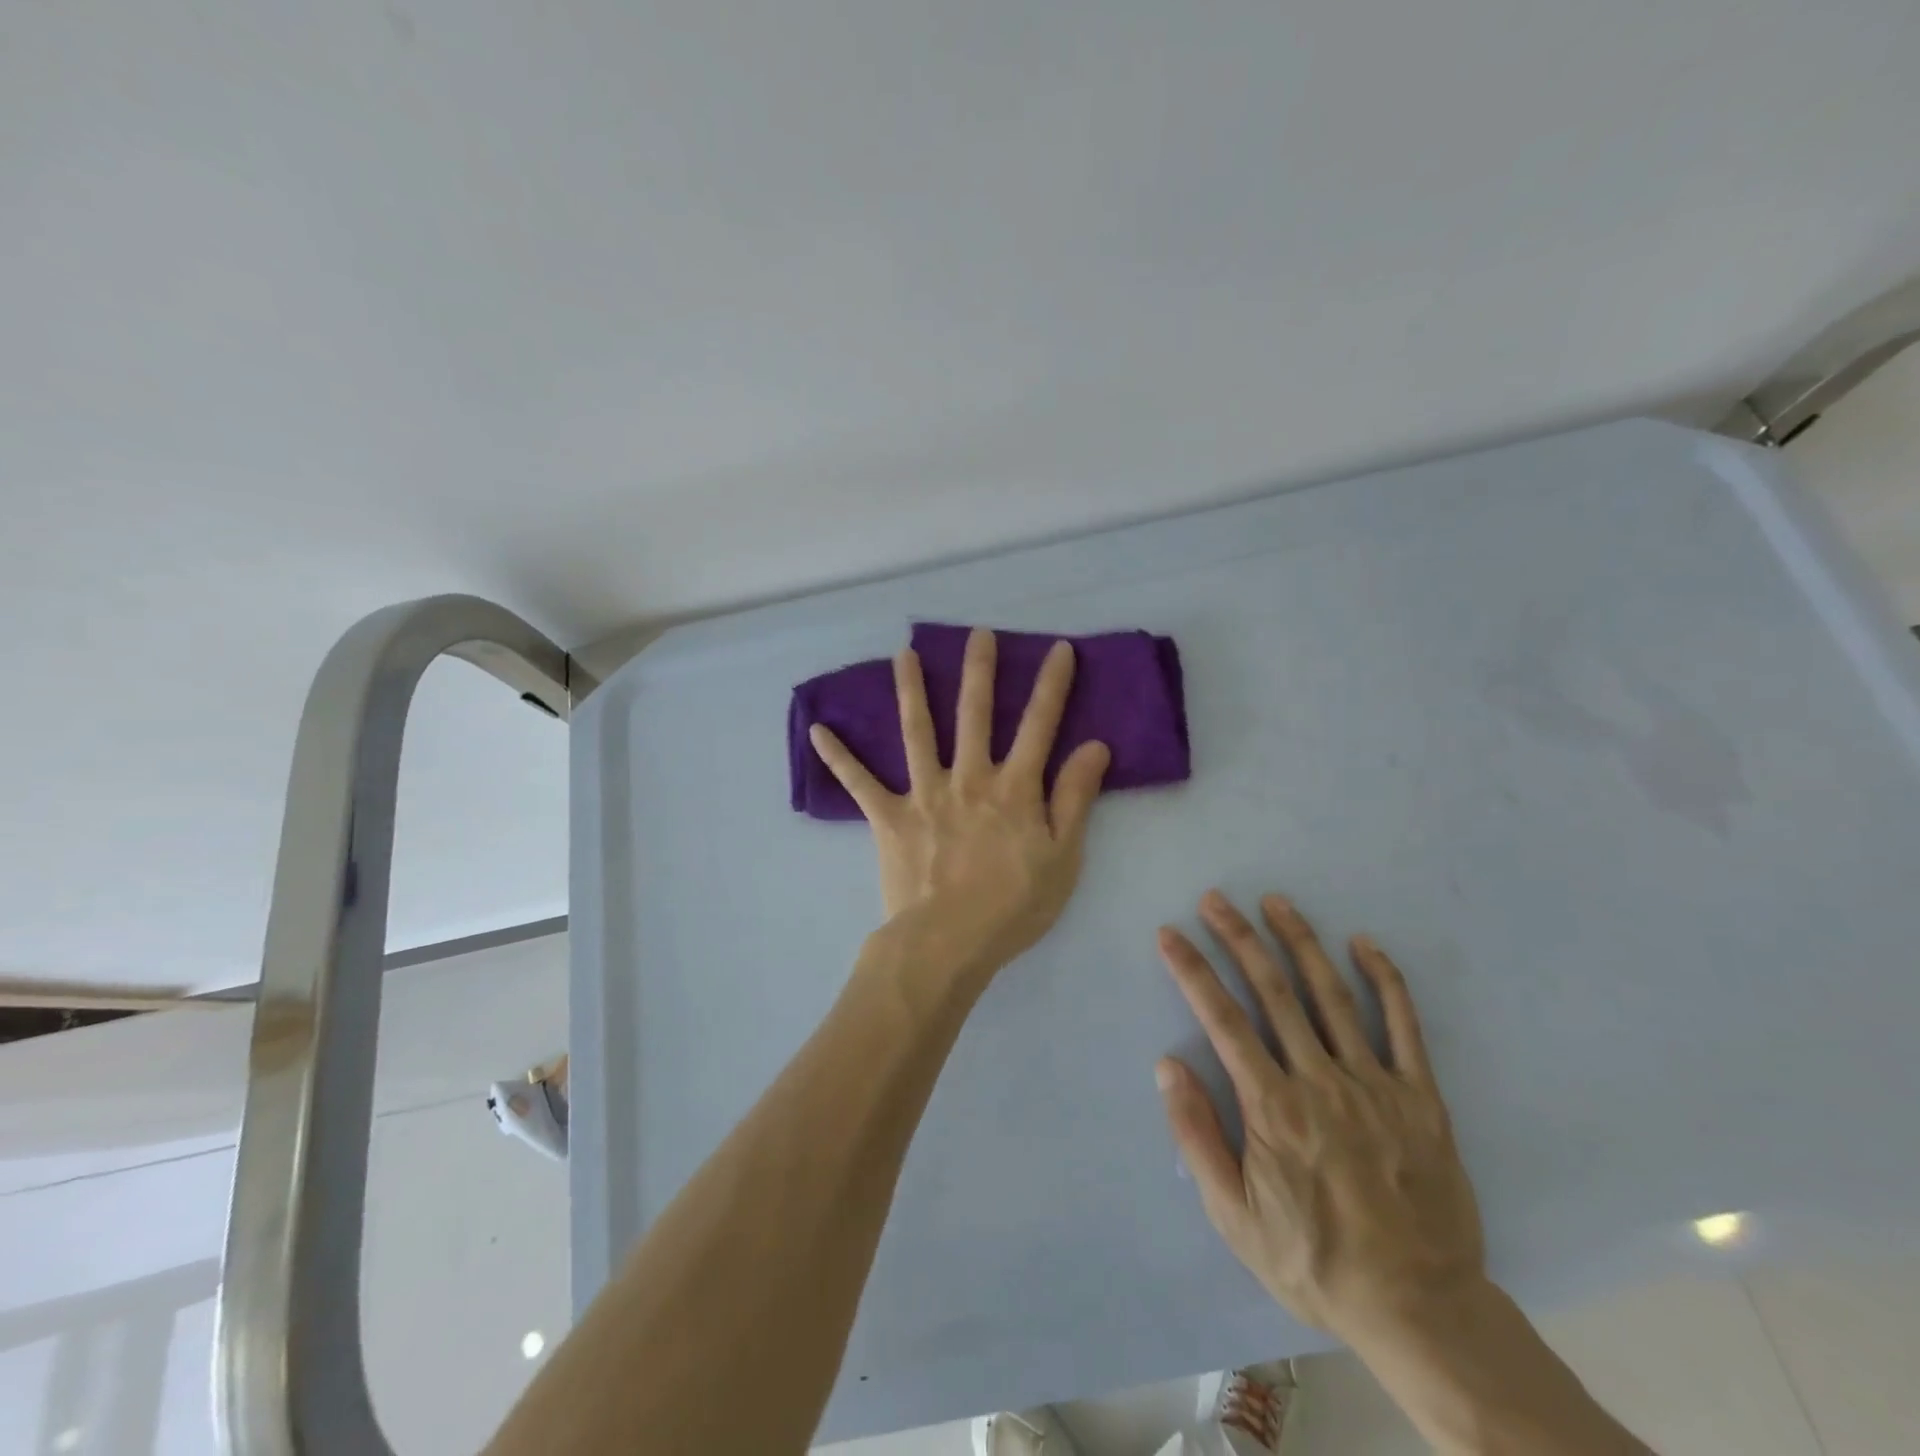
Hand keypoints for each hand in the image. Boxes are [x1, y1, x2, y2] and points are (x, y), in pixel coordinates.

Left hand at [809, 628, 1109, 975]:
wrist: (948, 943)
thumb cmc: (1013, 906)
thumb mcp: (1063, 857)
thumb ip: (1074, 798)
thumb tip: (1094, 746)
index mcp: (1013, 788)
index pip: (1039, 725)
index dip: (1051, 685)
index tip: (1057, 648)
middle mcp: (968, 778)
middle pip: (975, 714)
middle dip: (979, 670)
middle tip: (977, 633)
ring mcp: (924, 794)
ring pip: (916, 731)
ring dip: (910, 690)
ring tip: (904, 654)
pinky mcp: (889, 817)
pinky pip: (859, 783)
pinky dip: (838, 757)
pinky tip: (817, 729)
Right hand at [1155, 891, 1484, 1345]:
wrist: (1421, 1310)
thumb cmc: (1315, 1261)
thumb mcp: (1235, 1217)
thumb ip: (1198, 1137)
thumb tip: (1169, 1066)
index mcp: (1273, 1108)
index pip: (1222, 1020)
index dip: (1192, 970)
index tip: (1170, 934)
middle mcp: (1321, 1082)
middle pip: (1272, 992)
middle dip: (1238, 938)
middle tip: (1215, 899)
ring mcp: (1376, 1085)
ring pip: (1331, 995)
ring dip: (1299, 942)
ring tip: (1275, 902)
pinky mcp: (1422, 1097)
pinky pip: (1404, 1026)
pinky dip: (1385, 980)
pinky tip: (1364, 944)